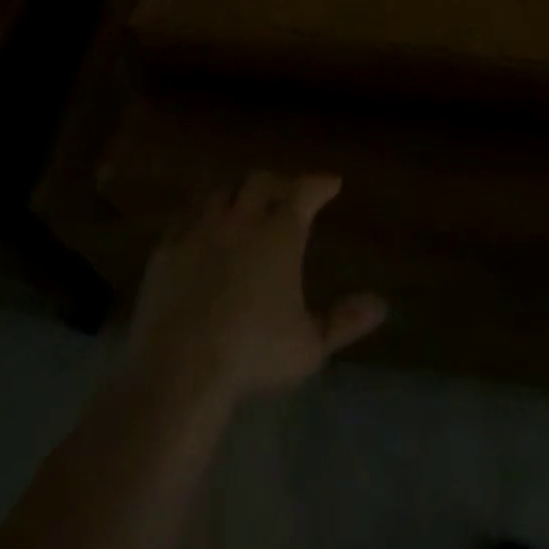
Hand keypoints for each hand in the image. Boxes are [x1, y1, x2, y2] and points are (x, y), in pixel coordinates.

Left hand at [124, 171, 387, 407]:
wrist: (180, 367)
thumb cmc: (253, 354)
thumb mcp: (309, 345)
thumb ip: (344, 321)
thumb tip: (380, 305)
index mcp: (280, 232)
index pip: (305, 191)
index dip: (320, 183)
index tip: (331, 183)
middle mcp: (242, 217)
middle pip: (262, 181)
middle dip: (279, 182)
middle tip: (288, 191)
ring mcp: (201, 228)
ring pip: (223, 191)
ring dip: (239, 192)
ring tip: (246, 203)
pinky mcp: (168, 246)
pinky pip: (188, 215)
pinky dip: (202, 214)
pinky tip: (203, 226)